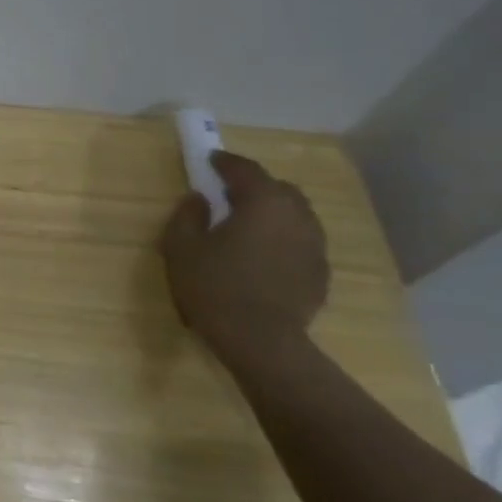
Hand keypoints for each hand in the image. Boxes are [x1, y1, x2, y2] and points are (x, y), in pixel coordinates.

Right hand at [160, 150, 329, 366]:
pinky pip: (301, 242)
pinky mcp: (320, 273)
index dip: (225, 162)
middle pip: (279, 189)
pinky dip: (282, 238)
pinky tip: (263, 255)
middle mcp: (297, 217)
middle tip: (228, 194)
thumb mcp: (181, 246)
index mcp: (263, 203)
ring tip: (247, 225)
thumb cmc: (214, 286)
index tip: (210, 160)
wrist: (261, 341)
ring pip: (296, 215)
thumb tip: (199, 198)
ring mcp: (314, 246)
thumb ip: (188, 214)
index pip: (246, 170)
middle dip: (255, 186)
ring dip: (273, 212)